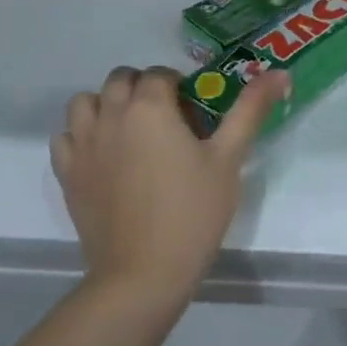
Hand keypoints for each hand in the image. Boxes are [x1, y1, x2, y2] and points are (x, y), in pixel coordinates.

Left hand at [51, 65, 289, 297]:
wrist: (144, 272)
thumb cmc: (193, 212)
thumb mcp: (229, 158)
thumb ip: (250, 110)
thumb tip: (280, 73)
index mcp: (149, 107)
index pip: (160, 74)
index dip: (179, 86)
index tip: (195, 112)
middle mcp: (110, 115)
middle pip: (120, 79)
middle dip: (143, 87)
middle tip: (167, 119)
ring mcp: (82, 145)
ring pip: (86, 102)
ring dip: (107, 105)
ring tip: (131, 132)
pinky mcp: (67, 174)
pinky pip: (66, 137)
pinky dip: (82, 135)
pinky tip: (104, 156)